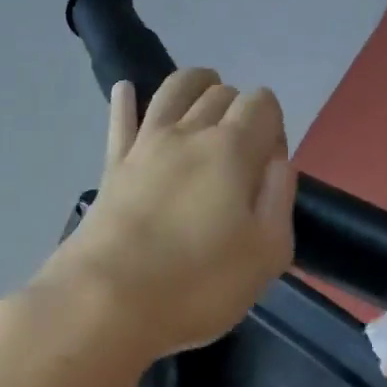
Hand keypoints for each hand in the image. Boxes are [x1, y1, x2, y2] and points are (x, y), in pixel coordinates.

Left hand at [30, 69, 295, 362]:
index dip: (274, 127)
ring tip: (205, 95)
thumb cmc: (197, 285)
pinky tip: (125, 90)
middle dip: (239, 109)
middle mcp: (187, 133)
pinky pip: (120, 121)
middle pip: (220, 94)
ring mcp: (143, 146)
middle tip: (241, 151)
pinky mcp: (111, 168)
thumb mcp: (267, 254)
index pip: (263, 104)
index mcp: (232, 150)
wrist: (108, 301)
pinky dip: (125, 101)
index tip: (269, 168)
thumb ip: (278, 198)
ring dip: (195, 85)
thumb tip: (275, 162)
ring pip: (172, 91)